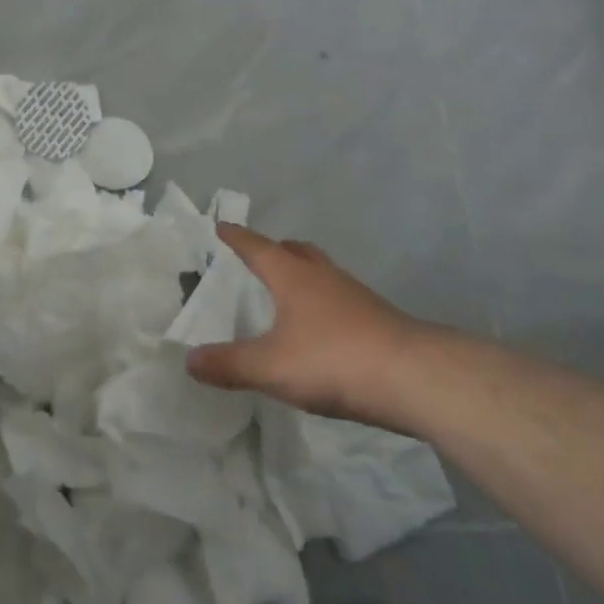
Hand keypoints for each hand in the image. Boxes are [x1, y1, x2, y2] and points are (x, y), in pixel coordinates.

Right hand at [185, 224, 430, 422]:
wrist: (415, 377)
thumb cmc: (334, 359)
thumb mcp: (272, 367)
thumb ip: (229, 364)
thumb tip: (189, 360)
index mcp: (292, 276)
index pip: (257, 247)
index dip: (237, 237)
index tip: (222, 226)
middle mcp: (322, 276)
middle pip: (295, 251)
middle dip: (274, 250)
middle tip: (259, 255)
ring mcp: (354, 295)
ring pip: (321, 272)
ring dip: (302, 274)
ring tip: (289, 291)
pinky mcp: (377, 318)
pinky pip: (340, 298)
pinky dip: (324, 302)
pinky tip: (323, 328)